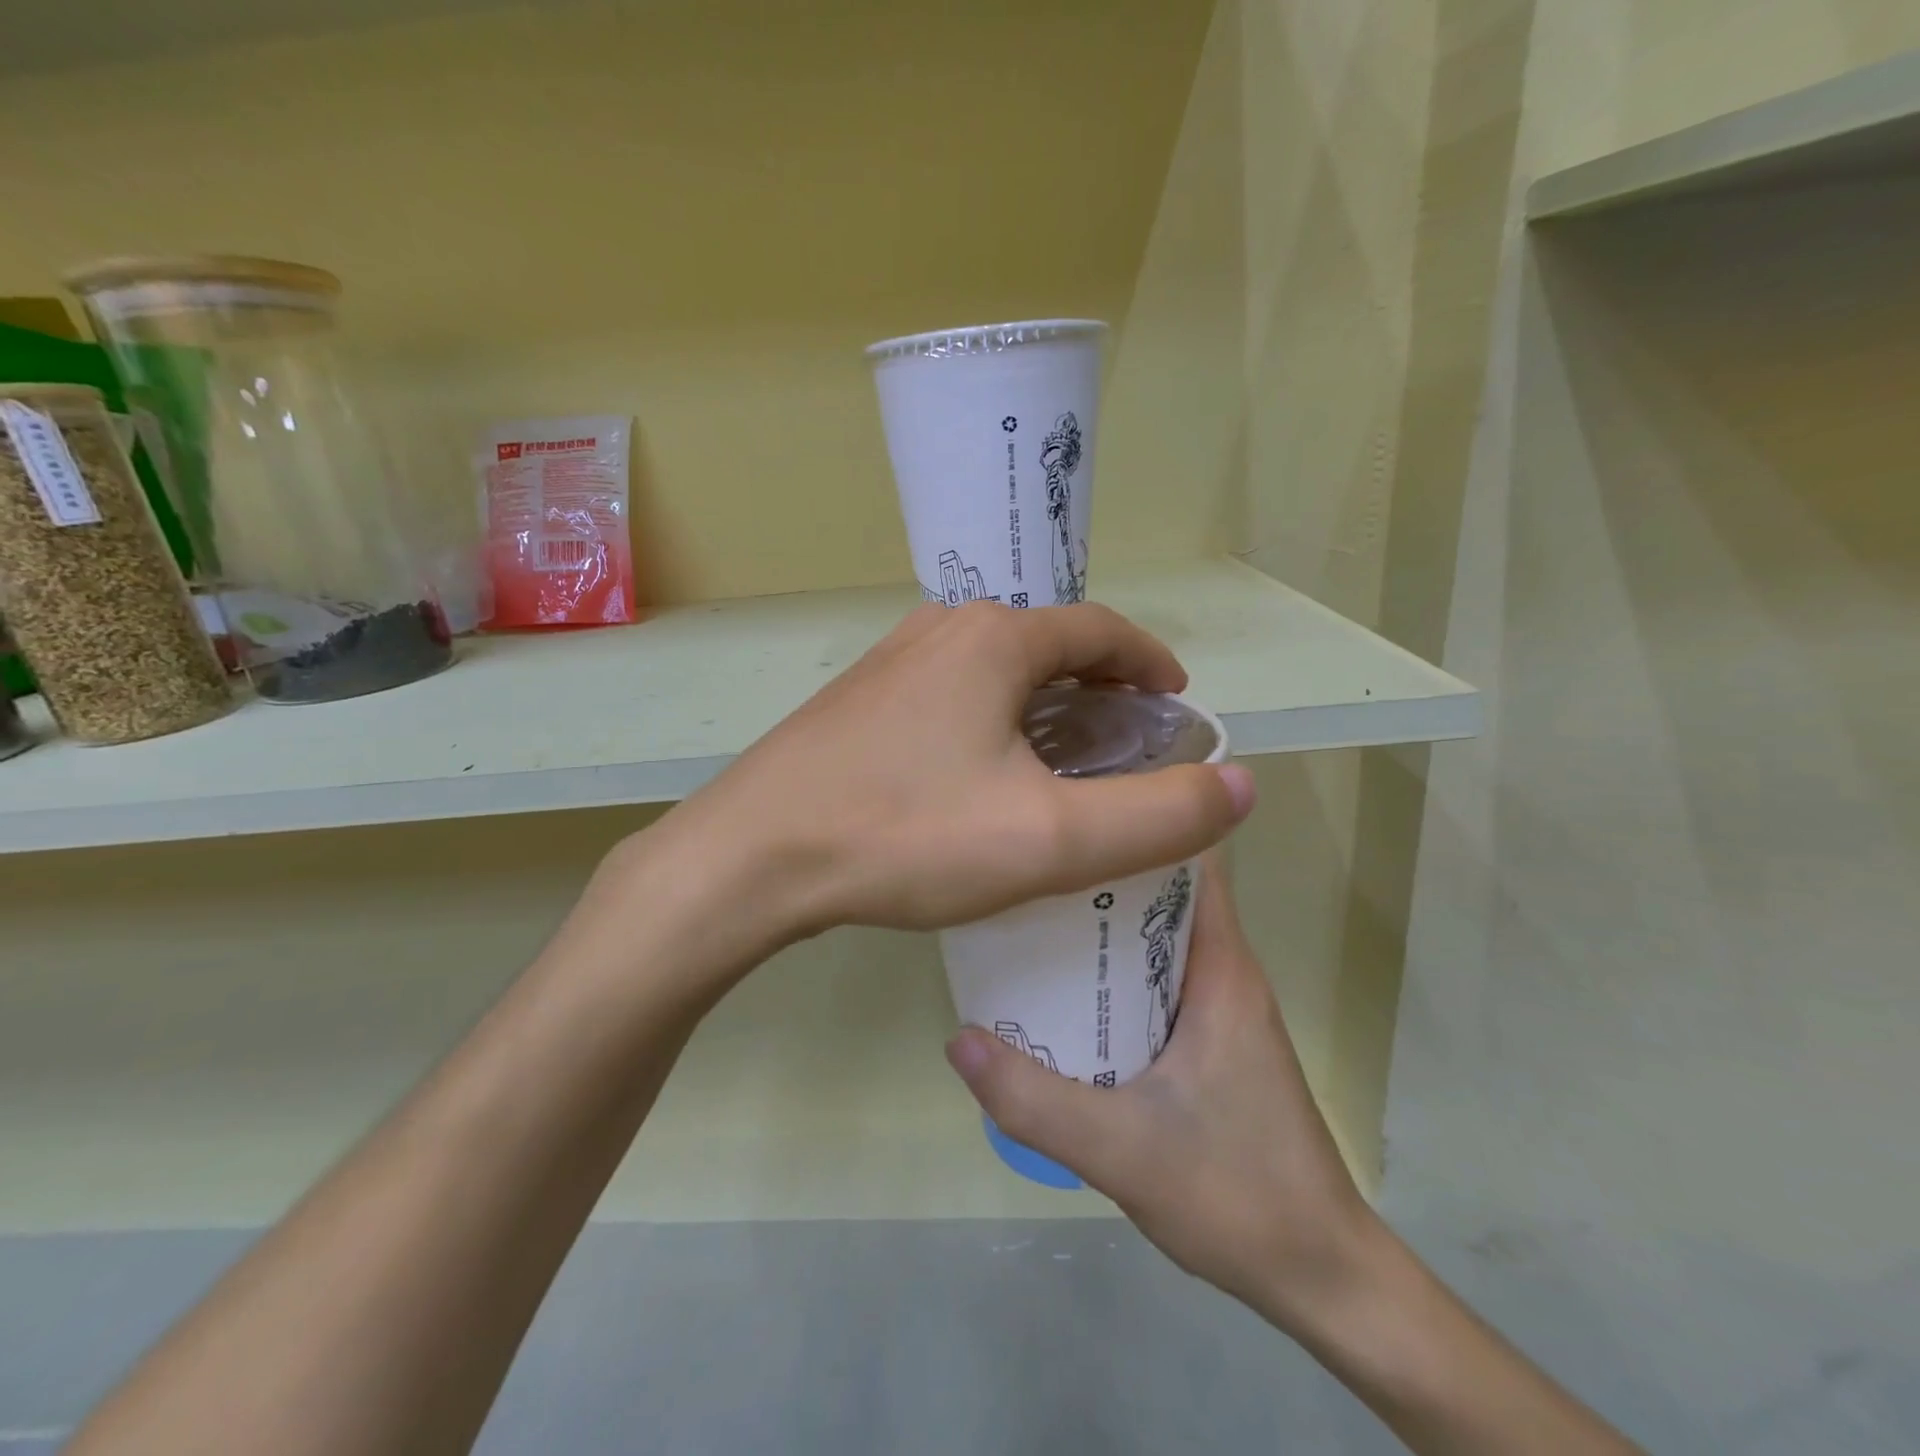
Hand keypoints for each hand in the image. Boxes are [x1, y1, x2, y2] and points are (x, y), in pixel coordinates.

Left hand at [666, 601, 1256, 939]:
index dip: (1150, 663)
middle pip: (1048, 645)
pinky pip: (951, 696)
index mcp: (995, 639)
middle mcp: (942, 629)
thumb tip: (1239, 784)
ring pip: (995, 672)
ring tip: (1064, 764)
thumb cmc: (907, 836)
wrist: (754, 857)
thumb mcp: (1051, 838)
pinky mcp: (859, 701)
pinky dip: (992, 721)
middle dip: (1099, 688)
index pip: (1101, 629)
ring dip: (1043, 705)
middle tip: (1126, 746)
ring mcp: (891, 662)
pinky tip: (984, 776)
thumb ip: (1158, 815)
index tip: (1176, 705)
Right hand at [944, 857, 1378, 1332]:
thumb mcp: (1121, 1150)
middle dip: (1095, 872)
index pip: (1189, 858)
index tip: (1073, 802)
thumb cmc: (1238, 1194)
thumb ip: (1034, 1099)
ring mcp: (1219, 1007)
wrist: (1321, 1278)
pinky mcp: (1210, 1040)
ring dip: (1098, 927)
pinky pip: (1153, 980)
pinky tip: (1059, 992)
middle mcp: (1223, 971)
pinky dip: (1111, 973)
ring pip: (1153, 939)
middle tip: (1022, 863)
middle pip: (1158, 892)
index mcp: (1221, 966)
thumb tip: (957, 1037)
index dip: (1137, 819)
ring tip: (1024, 915)